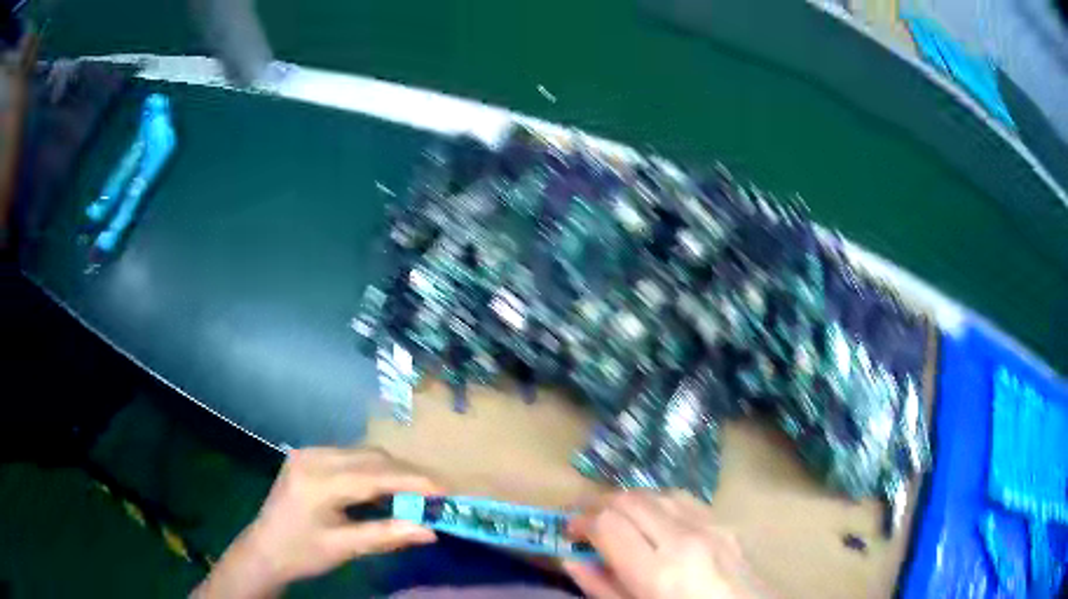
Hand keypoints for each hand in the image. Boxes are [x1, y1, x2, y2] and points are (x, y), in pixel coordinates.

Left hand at [194, 447, 443, 598]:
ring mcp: (308, 453)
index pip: (374, 475)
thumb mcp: (345, 548)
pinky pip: (349, 457)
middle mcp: (313, 457)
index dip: (413, 481)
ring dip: (390, 471)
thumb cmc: (302, 553)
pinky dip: (372, 471)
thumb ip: (387, 535)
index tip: (444, 490)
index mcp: (318, 481)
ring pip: (362, 454)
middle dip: (406, 474)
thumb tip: (430, 531)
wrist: (264, 550)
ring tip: (413, 493)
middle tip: (433, 494)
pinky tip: (382, 489)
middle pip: (371, 457)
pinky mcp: (307, 457)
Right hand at [564, 491, 771, 598]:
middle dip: (598, 503)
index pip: (608, 524)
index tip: (568, 531)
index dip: (580, 522)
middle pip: (630, 500)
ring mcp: (710, 527)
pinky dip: (657, 501)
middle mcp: (685, 540)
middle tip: (581, 518)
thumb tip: (572, 559)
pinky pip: (684, 500)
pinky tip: (650, 516)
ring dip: (627, 499)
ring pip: (656, 492)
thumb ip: (601, 588)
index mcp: (658, 573)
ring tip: (611, 515)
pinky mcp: (725, 524)